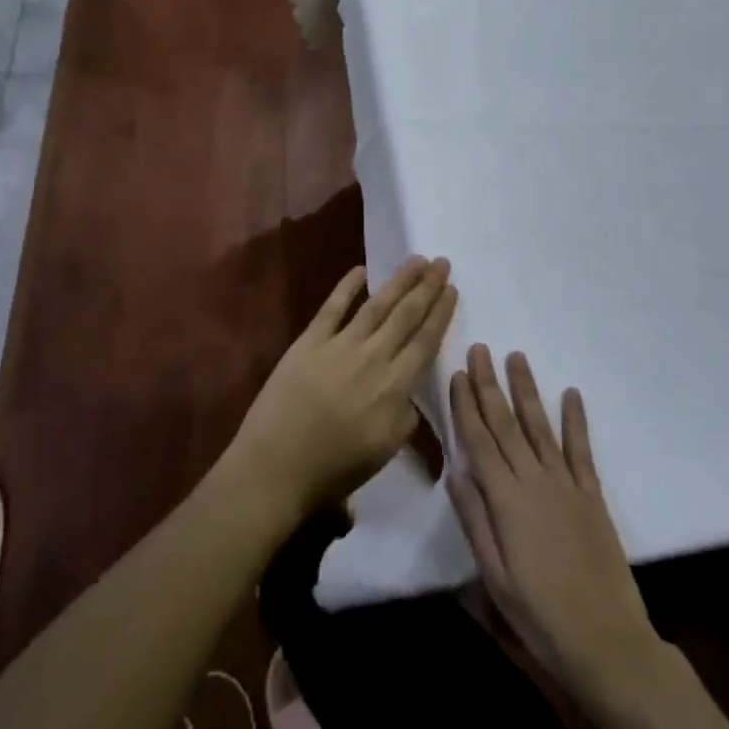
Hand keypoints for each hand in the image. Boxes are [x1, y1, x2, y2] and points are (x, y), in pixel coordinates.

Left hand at [221, 257, 457, 523]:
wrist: (275, 466)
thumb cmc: (333, 468)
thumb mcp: (384, 452)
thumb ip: (404, 418)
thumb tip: (409, 394)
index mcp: (394, 388)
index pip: (424, 342)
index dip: (440, 314)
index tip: (452, 289)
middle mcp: (372, 358)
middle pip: (406, 316)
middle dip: (426, 287)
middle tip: (442, 262)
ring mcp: (340, 345)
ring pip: (377, 305)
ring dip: (399, 281)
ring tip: (416, 260)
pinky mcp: (310, 340)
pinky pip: (333, 307)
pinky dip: (348, 286)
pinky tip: (362, 269)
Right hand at [448, 345, 659, 705]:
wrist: (606, 642)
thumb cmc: (539, 616)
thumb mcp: (494, 577)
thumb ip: (474, 520)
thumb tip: (454, 470)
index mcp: (505, 499)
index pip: (478, 440)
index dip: (466, 405)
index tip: (456, 373)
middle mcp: (533, 480)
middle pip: (506, 423)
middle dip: (489, 384)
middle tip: (480, 349)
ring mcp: (565, 483)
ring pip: (539, 425)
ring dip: (526, 389)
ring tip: (516, 356)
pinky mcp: (592, 494)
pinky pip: (581, 449)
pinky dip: (576, 419)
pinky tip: (571, 393)